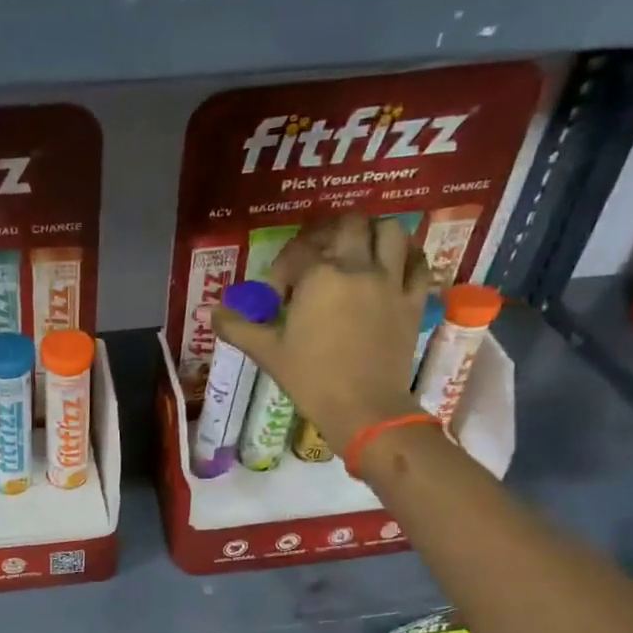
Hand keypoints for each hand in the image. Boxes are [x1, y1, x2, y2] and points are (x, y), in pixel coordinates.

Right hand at [211, 215, 428, 452]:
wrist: (363, 407)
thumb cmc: (310, 379)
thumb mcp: (267, 353)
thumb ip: (238, 328)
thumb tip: (214, 313)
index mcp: (319, 277)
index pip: (298, 252)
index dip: (284, 266)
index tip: (279, 291)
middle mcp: (357, 267)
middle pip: (349, 225)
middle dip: (330, 233)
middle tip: (319, 254)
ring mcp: (391, 281)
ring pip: (390, 232)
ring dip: (373, 233)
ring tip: (359, 250)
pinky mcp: (413, 300)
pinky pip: (419, 263)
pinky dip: (408, 257)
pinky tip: (395, 266)